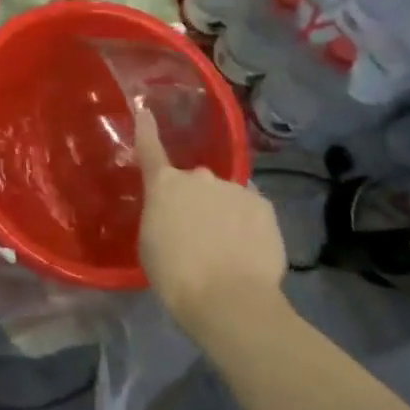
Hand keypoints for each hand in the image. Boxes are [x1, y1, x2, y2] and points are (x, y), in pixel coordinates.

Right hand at [134, 106, 291, 334]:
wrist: (229, 300)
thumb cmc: (176, 275)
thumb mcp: (150, 242)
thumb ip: (160, 215)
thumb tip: (172, 211)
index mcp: (164, 185)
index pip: (150, 148)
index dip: (146, 129)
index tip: (145, 109)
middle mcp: (199, 177)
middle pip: (194, 182)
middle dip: (194, 199)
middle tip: (195, 231)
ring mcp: (234, 188)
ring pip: (225, 195)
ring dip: (222, 211)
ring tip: (226, 246)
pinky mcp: (264, 205)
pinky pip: (250, 208)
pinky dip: (247, 222)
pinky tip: (248, 248)